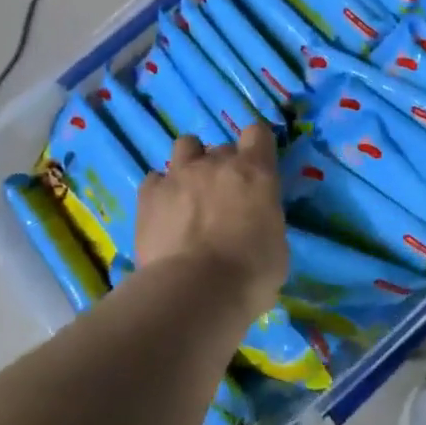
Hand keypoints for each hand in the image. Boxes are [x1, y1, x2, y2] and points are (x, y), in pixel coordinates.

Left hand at [134, 124, 287, 321]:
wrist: (195, 291)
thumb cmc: (250, 274)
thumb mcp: (277, 247)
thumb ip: (265, 221)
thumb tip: (255, 224)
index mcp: (256, 172)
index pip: (258, 133)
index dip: (257, 147)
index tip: (257, 167)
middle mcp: (217, 163)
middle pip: (222, 147)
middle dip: (223, 166)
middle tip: (222, 197)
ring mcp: (179, 174)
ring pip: (185, 145)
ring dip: (190, 163)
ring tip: (189, 192)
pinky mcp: (149, 194)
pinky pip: (155, 179)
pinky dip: (160, 191)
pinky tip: (163, 212)